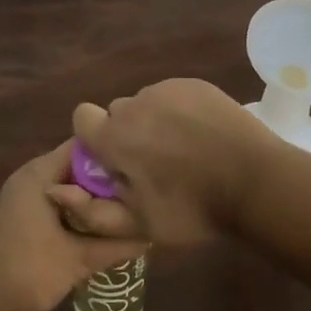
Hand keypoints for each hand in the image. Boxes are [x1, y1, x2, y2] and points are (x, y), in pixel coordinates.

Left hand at [0, 141, 146, 310]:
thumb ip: (114, 245)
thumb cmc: (27, 269)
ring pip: (68, 184)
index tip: (141, 168)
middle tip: (140, 193)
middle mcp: (32, 175)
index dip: (113, 153)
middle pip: (78, 165)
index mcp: (41, 173)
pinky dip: (78, 209)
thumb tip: (151, 235)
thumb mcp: (77, 259)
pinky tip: (100, 226)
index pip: (84, 146)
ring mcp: (25, 194)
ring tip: (128, 209)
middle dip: (107, 179)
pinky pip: (58, 199)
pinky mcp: (23, 213)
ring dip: (93, 197)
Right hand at [69, 79, 279, 244]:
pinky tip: (202, 135)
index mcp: (114, 137)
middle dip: (127, 133)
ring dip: (154, 122)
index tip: (115, 161)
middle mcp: (134, 105)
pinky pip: (173, 94)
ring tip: (184, 150)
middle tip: (155, 163)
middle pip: (117, 113)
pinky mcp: (194, 84)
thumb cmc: (194, 210)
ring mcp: (166, 90)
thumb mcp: (140, 225)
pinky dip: (179, 111)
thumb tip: (54, 188)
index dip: (94, 138)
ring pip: (146, 103)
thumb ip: (91, 211)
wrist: (257, 183)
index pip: (82, 118)